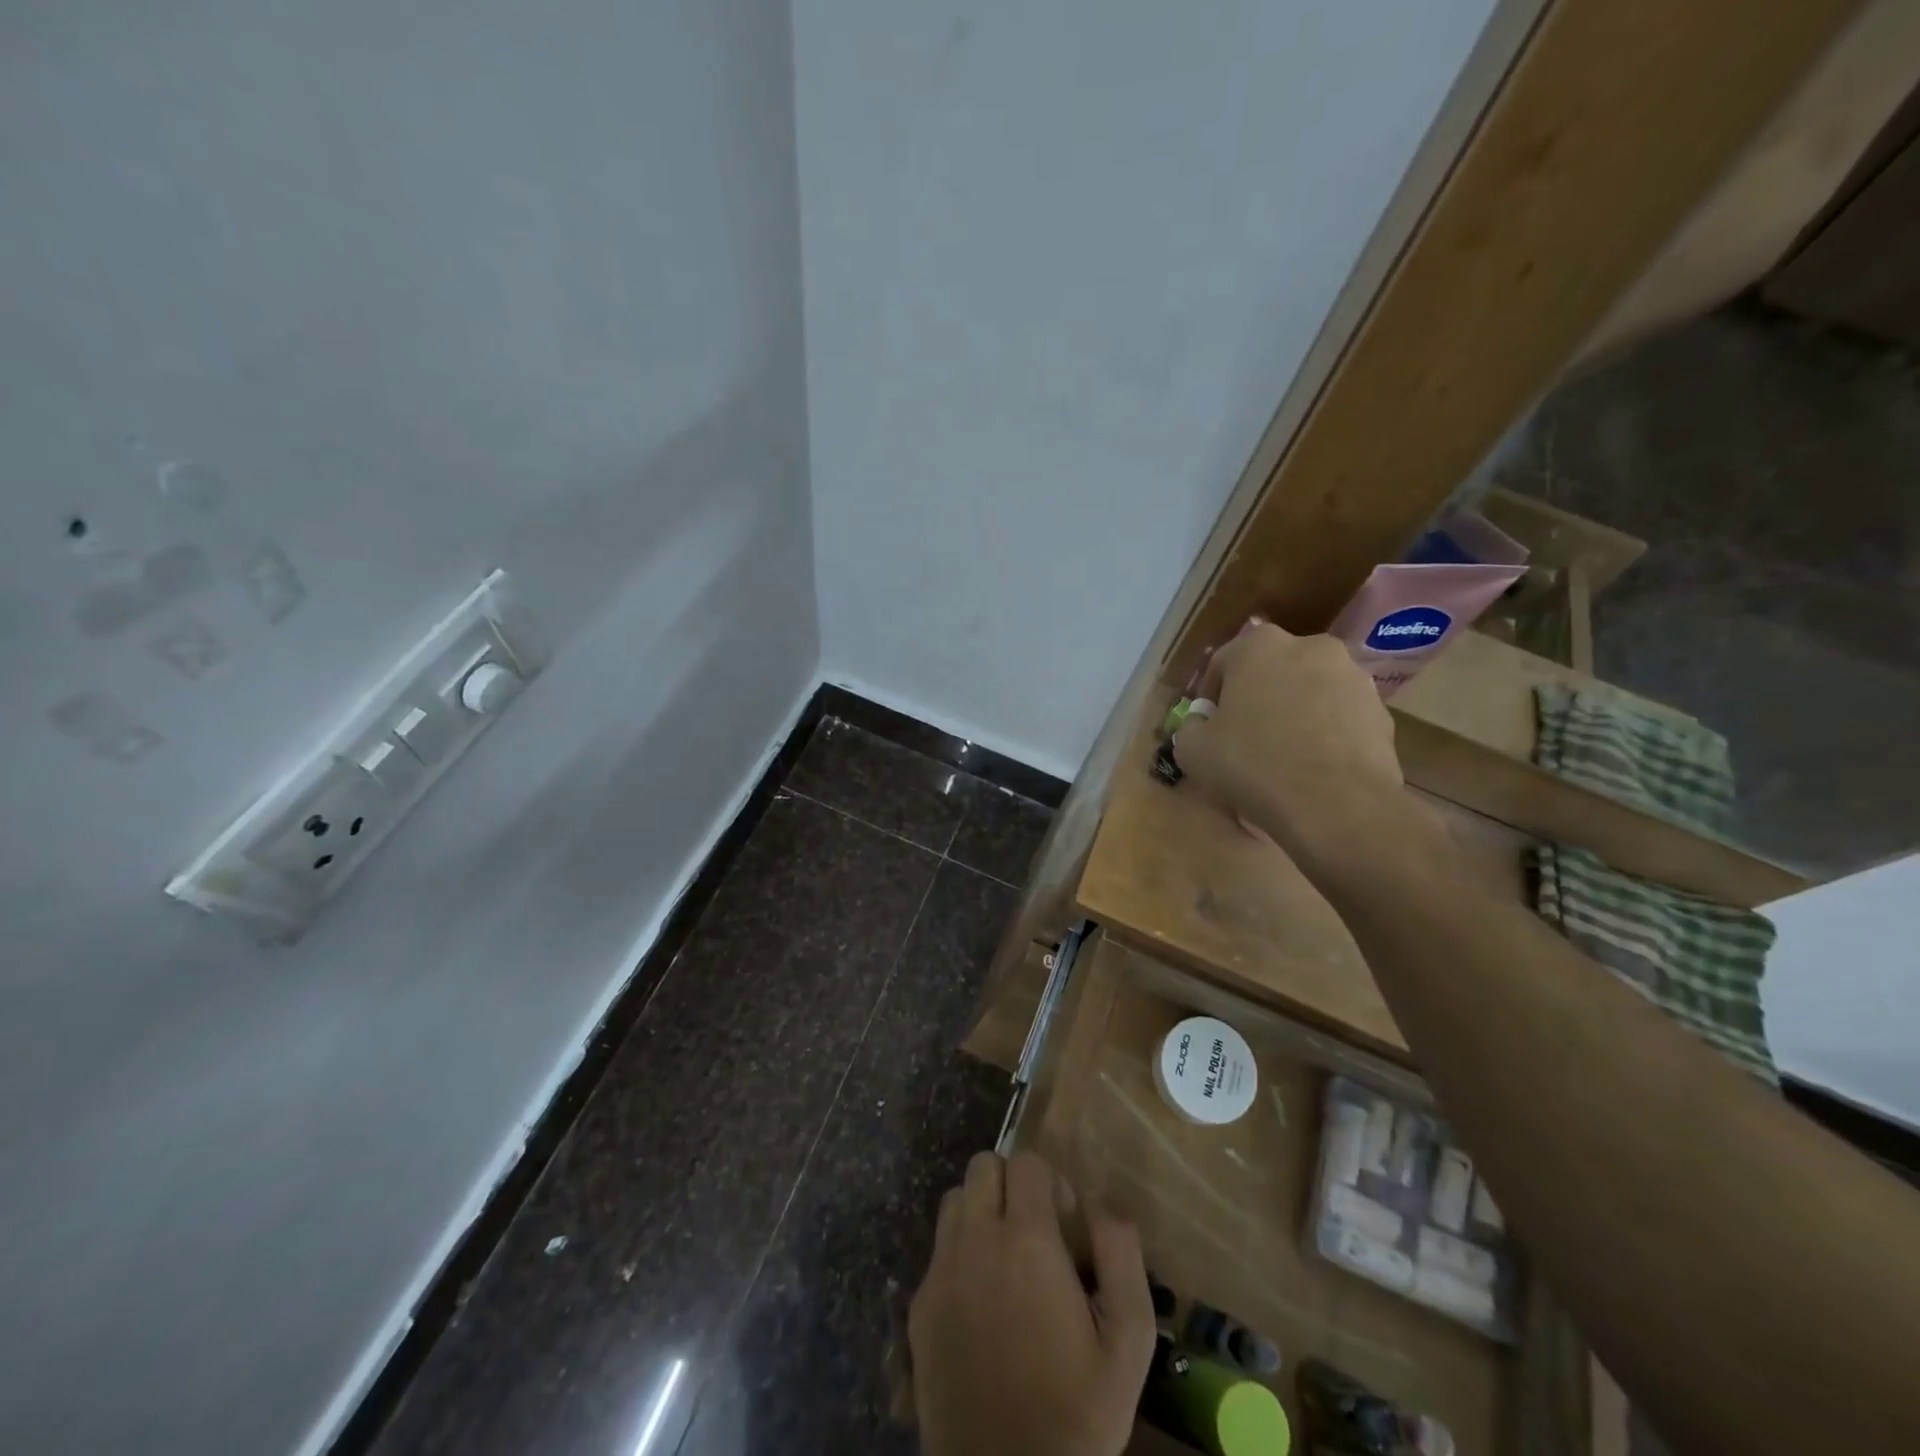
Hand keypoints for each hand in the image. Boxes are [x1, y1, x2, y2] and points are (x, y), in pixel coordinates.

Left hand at [909, 1151, 1155, 1455]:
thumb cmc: (1077, 1413)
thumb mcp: (1129, 1341)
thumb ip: (1121, 1254)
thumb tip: (1104, 1200)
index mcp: (1026, 1241)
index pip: (1027, 1161)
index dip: (1050, 1180)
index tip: (1065, 1220)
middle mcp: (976, 1241)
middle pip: (983, 1166)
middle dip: (1011, 1183)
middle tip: (1034, 1228)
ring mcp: (941, 1271)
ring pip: (954, 1200)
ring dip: (980, 1210)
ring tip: (1005, 1255)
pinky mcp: (919, 1306)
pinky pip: (937, 1249)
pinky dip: (959, 1253)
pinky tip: (981, 1299)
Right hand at [1174, 623, 1412, 870]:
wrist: (1337, 805)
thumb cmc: (1254, 765)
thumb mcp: (1193, 750)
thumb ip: (1190, 727)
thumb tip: (1201, 724)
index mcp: (1259, 646)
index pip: (1223, 663)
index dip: (1211, 697)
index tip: (1207, 727)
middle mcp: (1310, 647)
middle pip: (1271, 672)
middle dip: (1257, 699)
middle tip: (1244, 739)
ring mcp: (1353, 677)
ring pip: (1309, 693)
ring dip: (1294, 714)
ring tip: (1283, 758)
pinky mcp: (1381, 711)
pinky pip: (1339, 718)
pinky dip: (1325, 735)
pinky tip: (1313, 769)